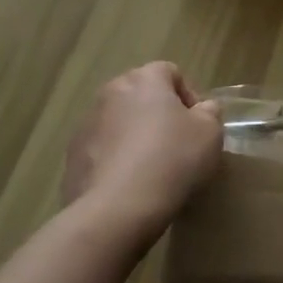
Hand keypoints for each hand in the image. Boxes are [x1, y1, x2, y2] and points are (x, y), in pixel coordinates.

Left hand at [64, 63, 222, 239]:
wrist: (116, 209)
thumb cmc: (171, 161)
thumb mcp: (210, 134)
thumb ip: (210, 113)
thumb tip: (203, 109)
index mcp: (144, 79)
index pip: (170, 72)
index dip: (188, 96)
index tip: (197, 125)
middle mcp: (111, 92)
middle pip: (141, 94)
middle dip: (158, 114)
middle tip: (176, 145)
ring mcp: (87, 123)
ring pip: (119, 121)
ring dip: (134, 135)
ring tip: (151, 169)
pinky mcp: (73, 154)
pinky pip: (102, 148)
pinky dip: (115, 158)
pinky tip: (128, 185)